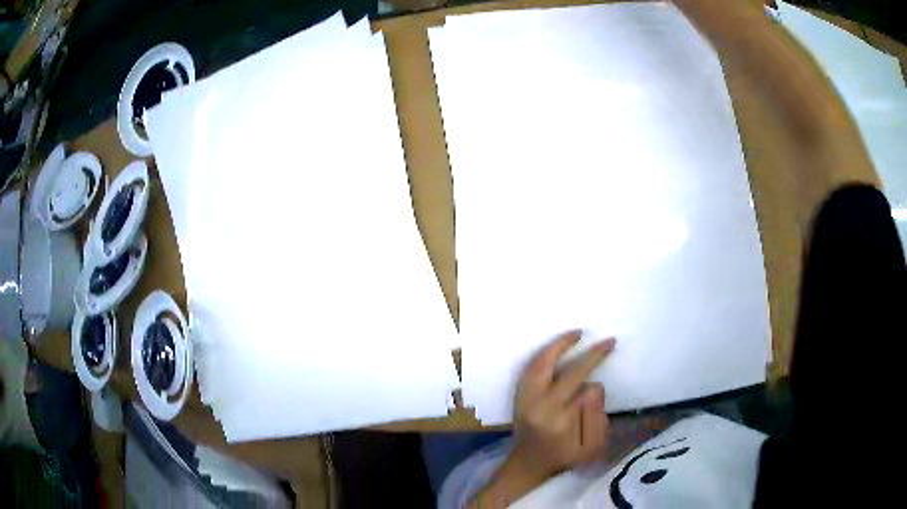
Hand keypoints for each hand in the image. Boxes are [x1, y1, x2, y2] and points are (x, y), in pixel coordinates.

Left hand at [469, 331, 613, 507]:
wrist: (527, 464)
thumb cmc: (562, 458)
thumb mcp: (588, 449)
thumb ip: (596, 420)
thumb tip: (594, 386)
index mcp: (561, 424)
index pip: (586, 394)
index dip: (597, 389)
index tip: (605, 375)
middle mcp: (541, 409)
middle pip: (568, 374)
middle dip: (591, 356)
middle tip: (608, 342)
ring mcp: (525, 400)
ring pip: (543, 365)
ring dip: (561, 346)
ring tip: (578, 334)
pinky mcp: (518, 396)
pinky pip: (530, 368)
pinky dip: (544, 354)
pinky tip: (556, 346)